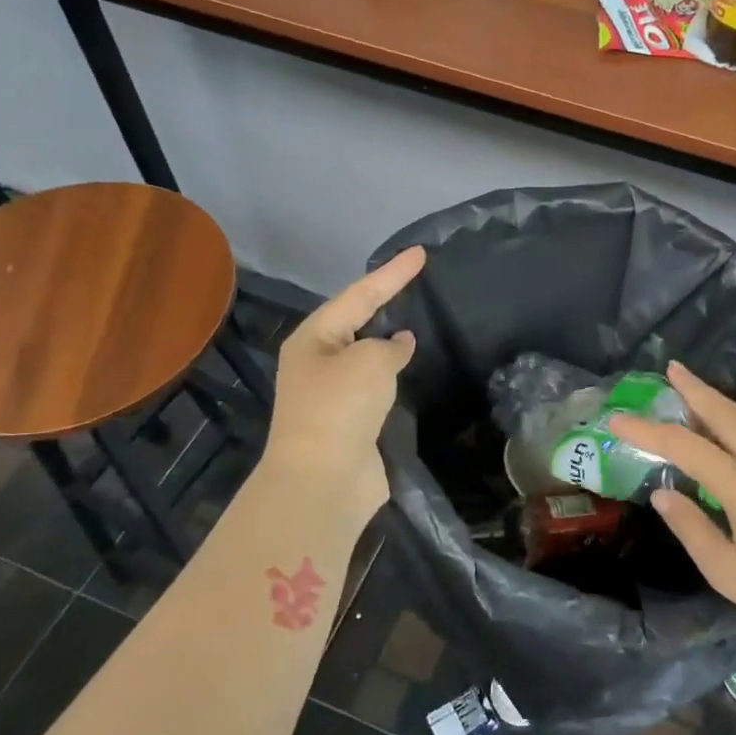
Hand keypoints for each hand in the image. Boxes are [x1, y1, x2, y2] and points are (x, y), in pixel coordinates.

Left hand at [259, 246, 425, 526]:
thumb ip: (388, 345)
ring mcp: (334, 394)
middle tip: (417, 282)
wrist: (324, 480)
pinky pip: (377, 386)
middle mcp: (319, 362)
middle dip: (385, 302)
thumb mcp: (369, 362)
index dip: (392, 274)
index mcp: (314, 339)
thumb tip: (399, 344)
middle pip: (358, 322)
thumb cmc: (340, 409)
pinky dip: (394, 375)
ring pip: (367, 356)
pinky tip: (412, 369)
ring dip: (389, 341)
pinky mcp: (352, 422)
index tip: (421, 253)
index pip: (359, 295)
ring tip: (418, 321)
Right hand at [608, 362, 735, 647]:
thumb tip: (663, 494)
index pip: (683, 444)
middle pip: (724, 412)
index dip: (646, 429)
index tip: (618, 417)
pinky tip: (733, 444)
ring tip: (694, 402)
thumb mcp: (728, 571)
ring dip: (718, 408)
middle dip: (695, 387)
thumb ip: (691, 527)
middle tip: (673, 368)